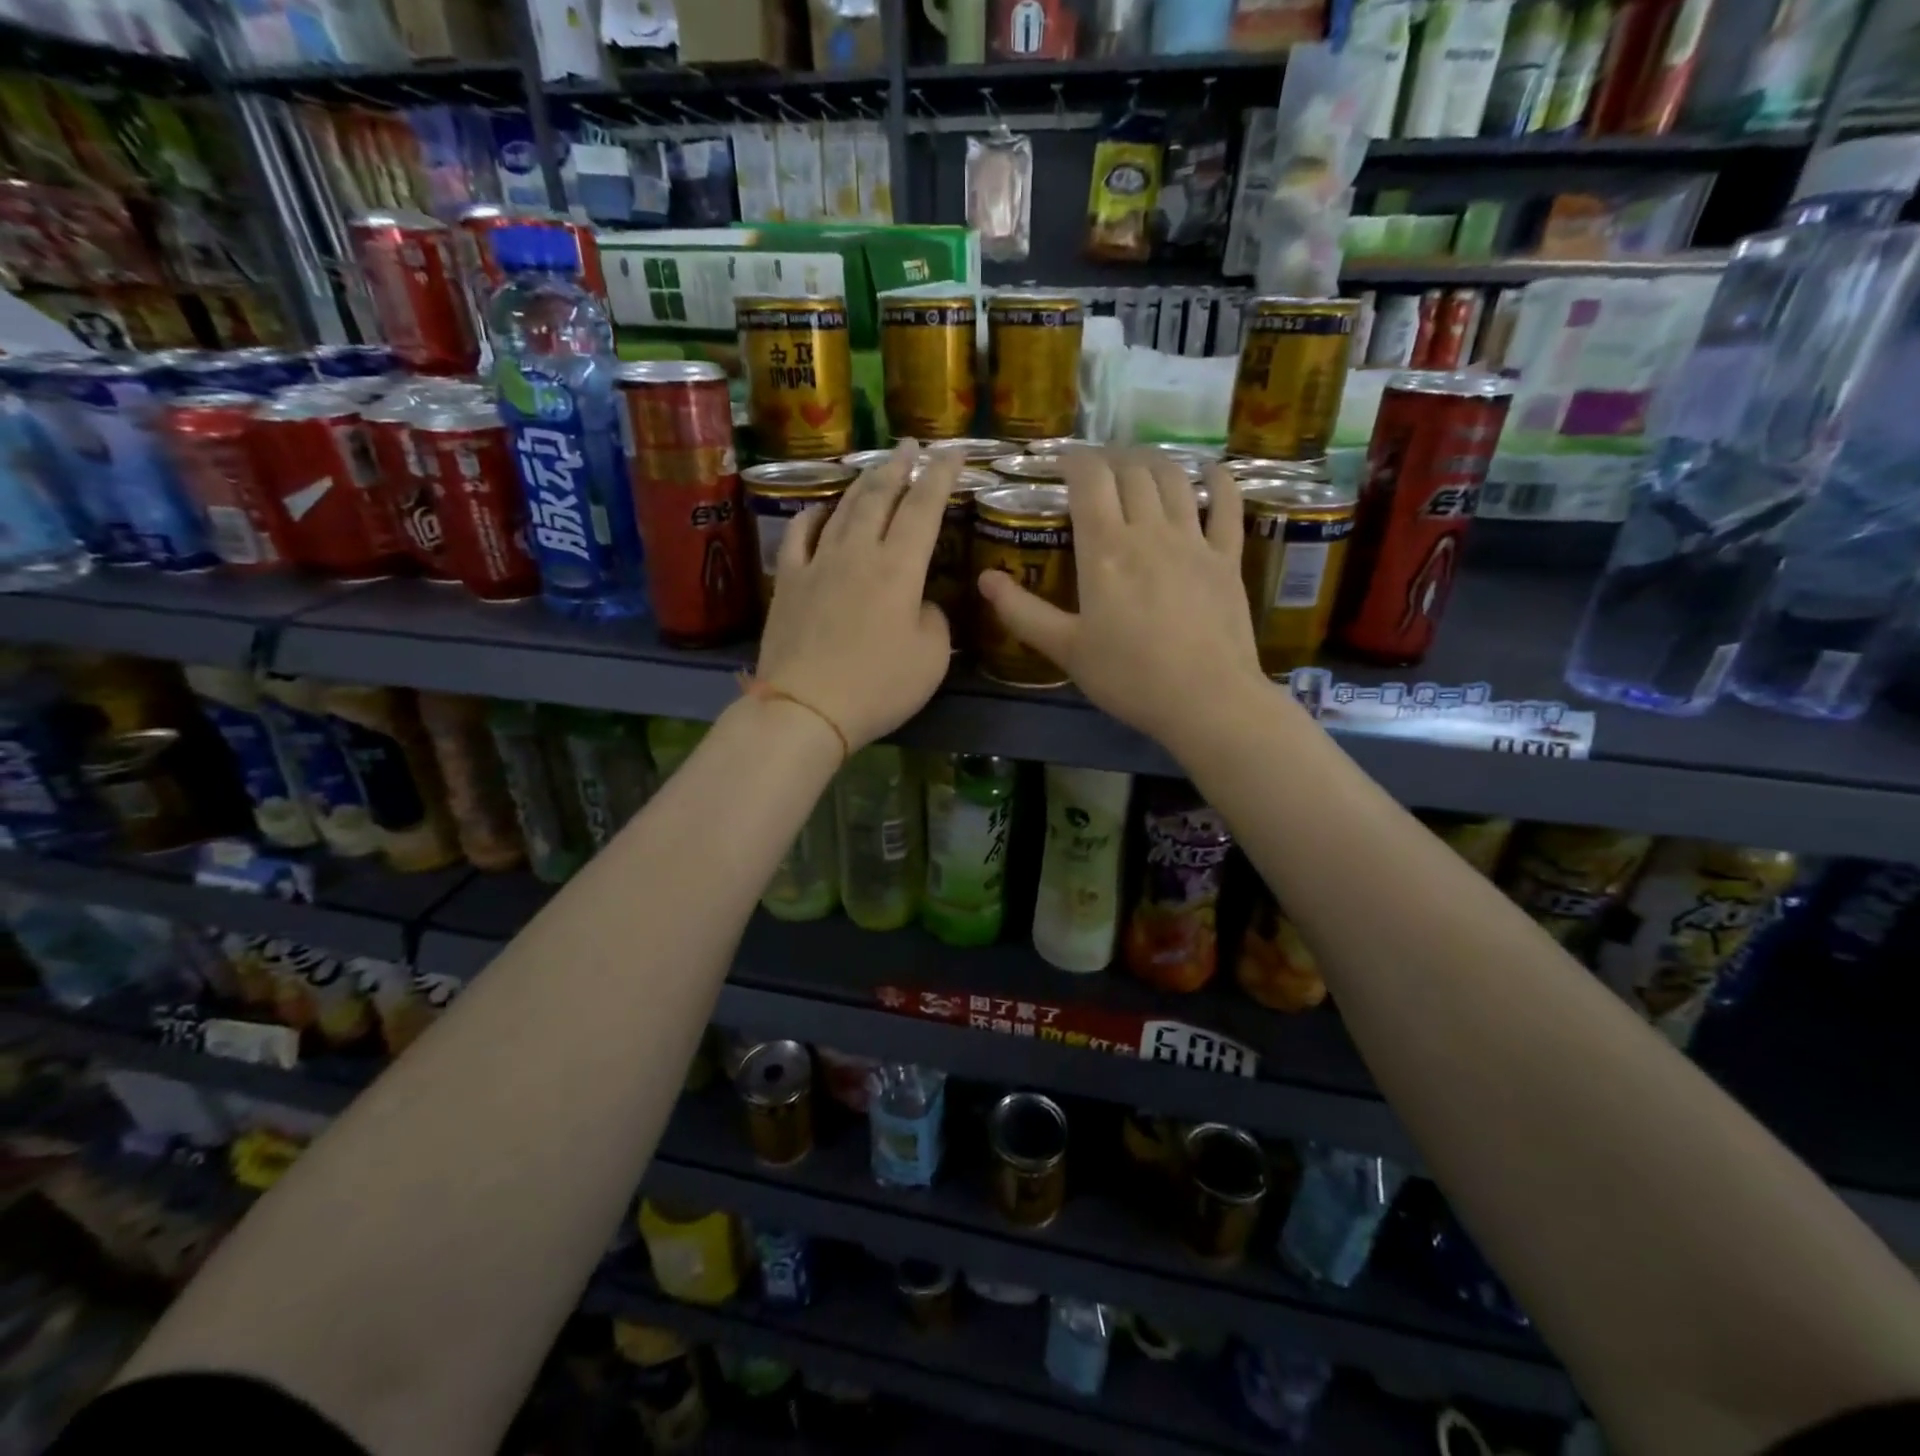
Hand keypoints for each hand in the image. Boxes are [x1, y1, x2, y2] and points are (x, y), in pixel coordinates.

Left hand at [755, 442, 956, 750]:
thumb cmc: (877, 687)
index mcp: (899, 568)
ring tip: (875, 468)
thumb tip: (918, 603)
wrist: (805, 708)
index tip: (953, 452)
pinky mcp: (787, 582)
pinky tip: (820, 509)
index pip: (924, 508)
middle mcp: (858, 552)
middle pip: (879, 496)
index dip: (941, 475)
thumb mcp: (931, 659)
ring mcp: (817, 563)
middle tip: (910, 446)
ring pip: (842, 508)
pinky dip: (813, 515)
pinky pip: (799, 535)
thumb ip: (933, 619)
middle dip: (899, 466)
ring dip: (862, 483)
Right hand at [977, 449, 1268, 754]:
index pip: (1089, 479)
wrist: (1205, 701)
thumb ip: (1022, 613)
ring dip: (1154, 462)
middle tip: (1096, 468)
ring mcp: (1194, 541)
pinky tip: (1213, 471)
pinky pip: (1228, 507)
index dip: (1073, 460)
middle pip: (1131, 471)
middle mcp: (1150, 531)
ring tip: (1139, 464)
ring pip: (1175, 480)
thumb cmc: (1129, 677)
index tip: (1060, 462)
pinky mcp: (1227, 559)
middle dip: (1110, 458)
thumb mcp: (1065, 649)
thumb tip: (984, 580)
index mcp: (1105, 549)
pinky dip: (1220, 482)